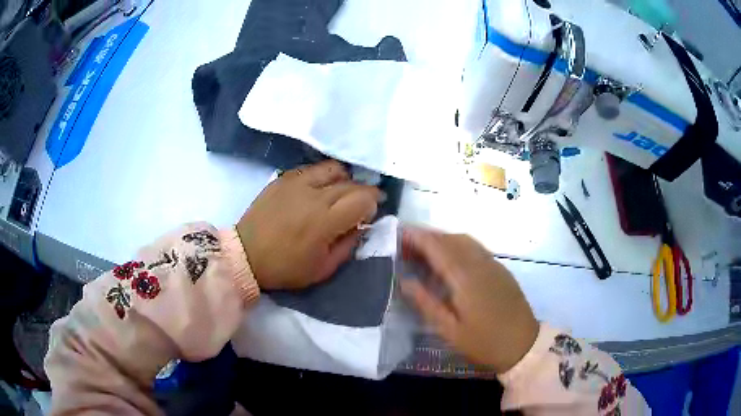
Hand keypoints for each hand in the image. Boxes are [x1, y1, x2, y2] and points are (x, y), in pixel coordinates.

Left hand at [237, 160, 379, 289]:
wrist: (246, 254)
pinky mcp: (283, 178)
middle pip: (351, 183)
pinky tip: (320, 188)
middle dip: (363, 192)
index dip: (373, 203)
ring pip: (333, 169)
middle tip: (362, 203)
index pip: (363, 199)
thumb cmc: (285, 267)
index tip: (371, 212)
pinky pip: (312, 169)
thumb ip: (348, 246)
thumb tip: (361, 226)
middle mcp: (314, 196)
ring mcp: (297, 183)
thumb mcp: (323, 269)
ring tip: (342, 191)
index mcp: (325, 221)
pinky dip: (323, 176)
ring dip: (345, 179)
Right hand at [400, 226, 538, 373]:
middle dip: (427, 236)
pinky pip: (475, 247)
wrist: (524, 345)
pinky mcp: (500, 269)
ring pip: (464, 240)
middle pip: (451, 238)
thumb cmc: (484, 342)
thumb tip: (404, 281)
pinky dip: (457, 244)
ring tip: (423, 249)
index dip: (417, 237)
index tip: (398, 233)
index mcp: (465, 277)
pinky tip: (449, 258)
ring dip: (442, 238)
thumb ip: (426, 303)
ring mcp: (493, 264)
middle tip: (406, 244)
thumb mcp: (450, 331)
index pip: (437, 247)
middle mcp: (480, 263)